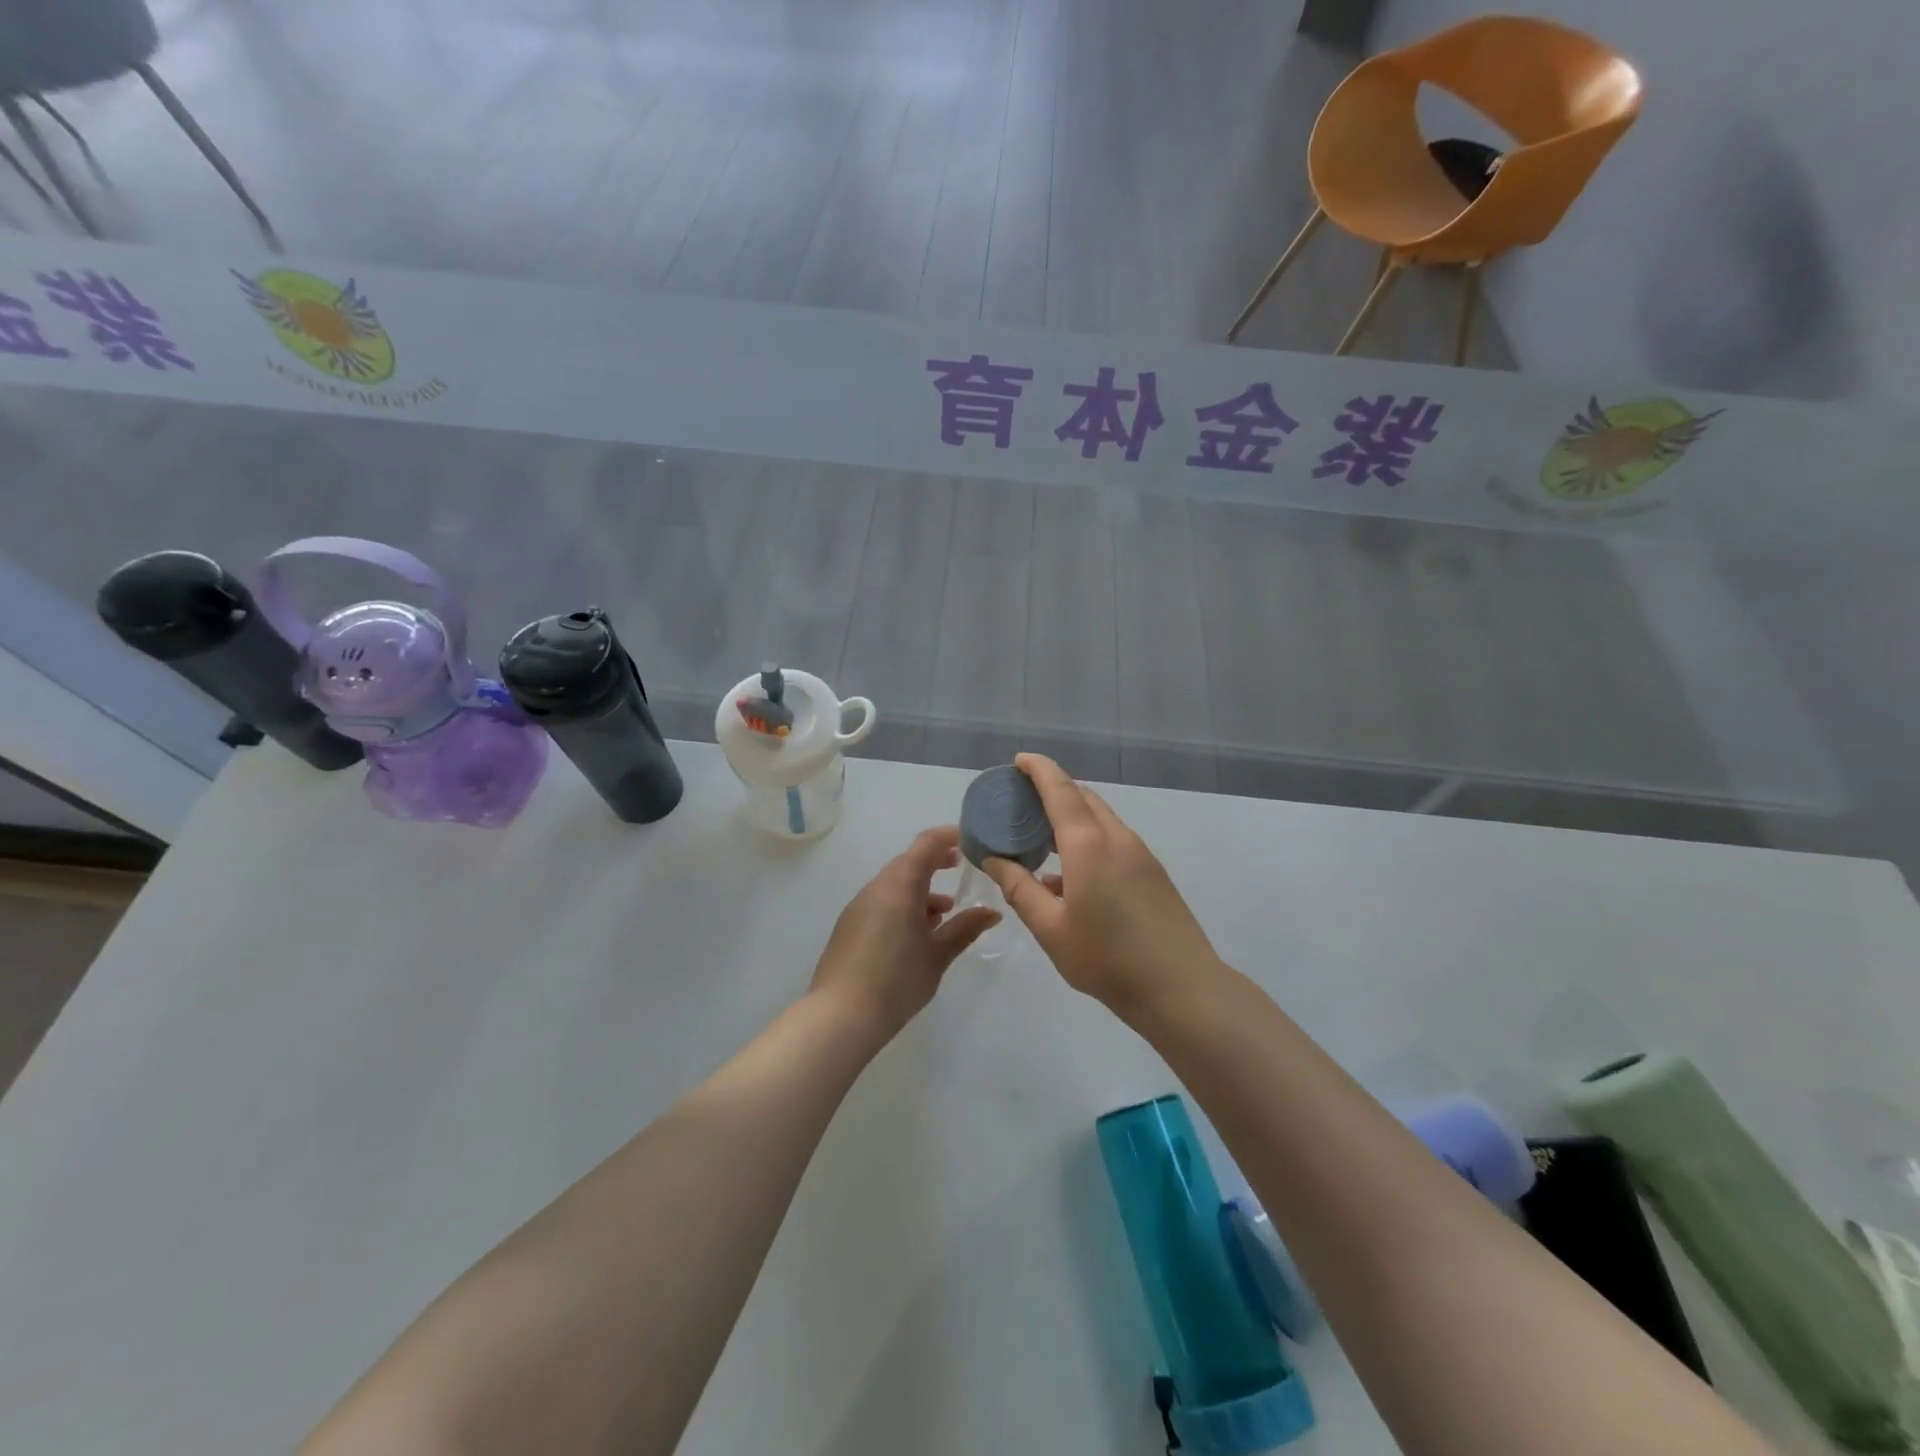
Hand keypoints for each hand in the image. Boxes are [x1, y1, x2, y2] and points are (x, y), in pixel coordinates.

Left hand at [809, 825, 999, 1036]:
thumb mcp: (938, 955)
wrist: (840, 1016)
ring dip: (920, 890)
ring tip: (945, 913)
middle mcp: (876, 888)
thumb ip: (965, 928)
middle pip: (908, 862)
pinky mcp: (849, 927)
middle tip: (961, 869)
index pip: (926, 844)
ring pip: (894, 885)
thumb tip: (992, 912)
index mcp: (900, 885)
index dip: (949, 836)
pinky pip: (882, 903)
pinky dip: (903, 906)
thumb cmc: (897, 980)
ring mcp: (859, 907)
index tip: (970, 841)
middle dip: (936, 863)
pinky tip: (917, 935)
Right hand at [981, 755, 1220, 1013]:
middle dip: (1054, 789)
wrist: (1181, 988)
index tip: (1019, 760)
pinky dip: (1088, 838)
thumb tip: (994, 859)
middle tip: (1023, 800)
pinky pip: (1113, 840)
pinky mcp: (1153, 873)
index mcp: (1089, 845)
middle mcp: (1117, 838)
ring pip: (1101, 819)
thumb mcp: (1050, 928)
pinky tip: (1070, 875)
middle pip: (1083, 798)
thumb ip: (1020, 889)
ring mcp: (1140, 854)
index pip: (1060, 790)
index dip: (1039, 770)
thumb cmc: (1107, 958)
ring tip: (1042, 834)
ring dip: (1072, 815)